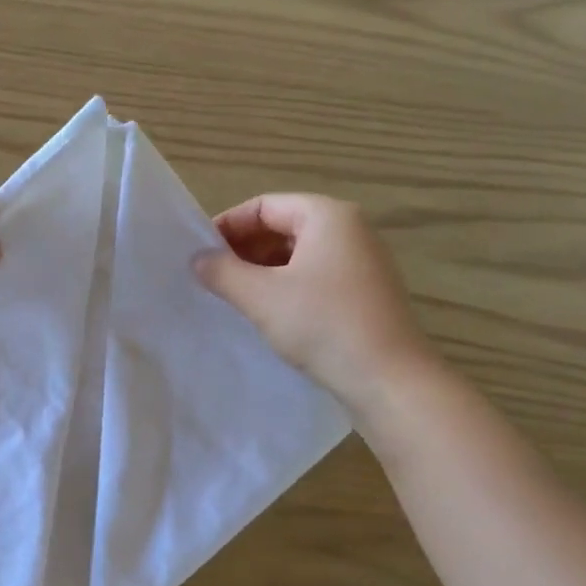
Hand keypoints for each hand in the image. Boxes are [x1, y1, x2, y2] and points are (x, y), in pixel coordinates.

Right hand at [195, 194, 437, 413]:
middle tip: (213, 278)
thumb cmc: (322, 325)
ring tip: (235, 297)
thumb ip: (223, 272)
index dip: (227, 226)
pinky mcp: (365, 292)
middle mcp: (350, 229)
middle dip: (244, 249)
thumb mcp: (261, 296)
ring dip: (263, 270)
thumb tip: (198, 260)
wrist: (388, 378)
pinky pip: (315, 276)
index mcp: (327, 216)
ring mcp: (362, 261)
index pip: (264, 206)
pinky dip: (286, 286)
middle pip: (283, 226)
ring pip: (298, 254)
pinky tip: (269, 313)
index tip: (200, 255)